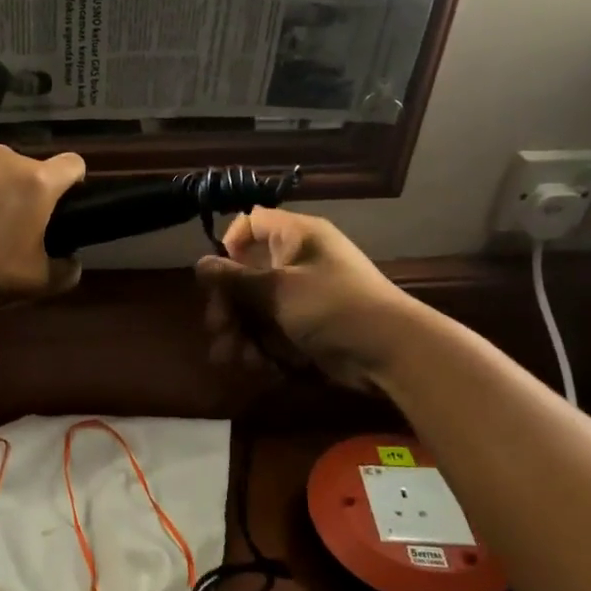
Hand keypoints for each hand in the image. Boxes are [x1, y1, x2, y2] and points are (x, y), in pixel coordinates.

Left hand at [0, 138, 85, 309]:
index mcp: (36, 183)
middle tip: (0, 228)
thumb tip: (72, 262)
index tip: (59, 204)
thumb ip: (64, 272)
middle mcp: (4, 156)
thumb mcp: (32, 284)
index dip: (72, 183)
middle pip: (23, 168)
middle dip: (18, 191)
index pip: (72, 165)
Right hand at [195, 208, 410, 390]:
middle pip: (246, 275)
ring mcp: (302, 297)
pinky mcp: (307, 328)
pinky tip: (260, 366)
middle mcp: (297, 261)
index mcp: (295, 237)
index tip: (220, 274)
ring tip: (234, 359)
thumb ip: (235, 279)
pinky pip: (273, 332)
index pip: (252, 224)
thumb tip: (200, 264)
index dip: (231, 245)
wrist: (390, 352)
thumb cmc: (332, 306)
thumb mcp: (278, 289)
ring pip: (256, 310)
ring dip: (241, 334)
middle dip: (228, 306)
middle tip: (219, 329)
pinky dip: (263, 349)